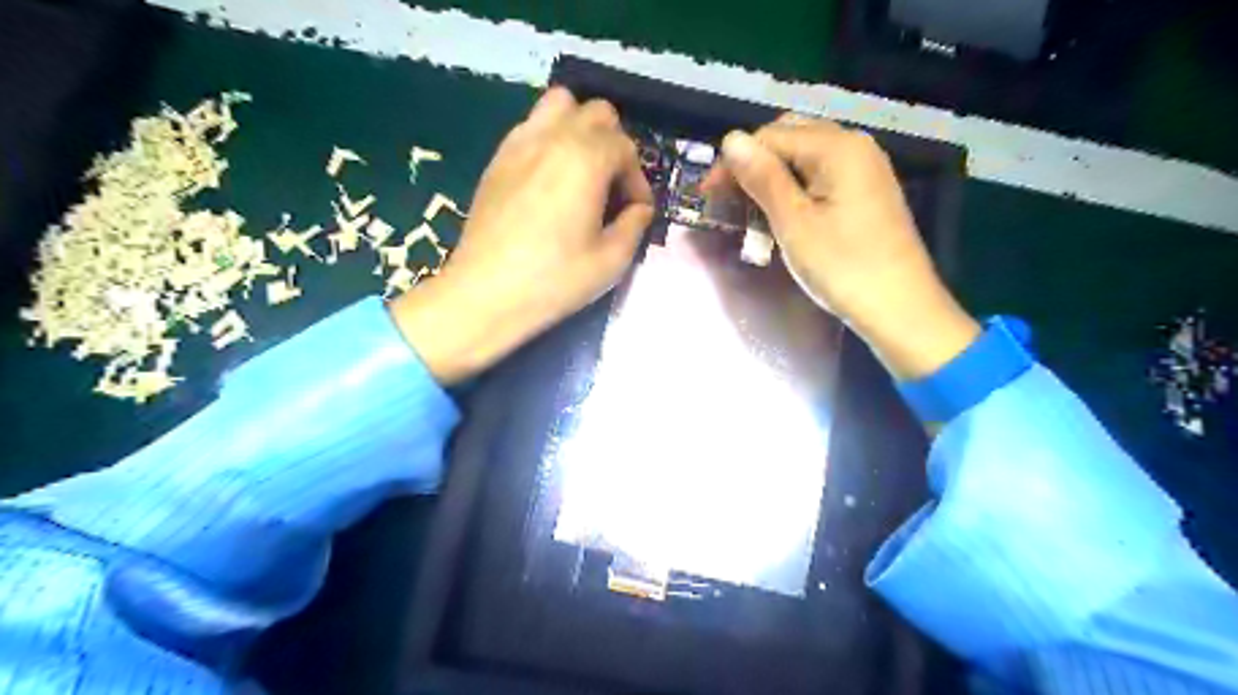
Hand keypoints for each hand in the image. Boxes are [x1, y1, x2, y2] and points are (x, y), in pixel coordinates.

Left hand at [391, 88, 650, 383]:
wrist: (486, 293)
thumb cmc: (554, 279)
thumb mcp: (611, 261)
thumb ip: (635, 225)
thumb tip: (639, 209)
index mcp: (586, 159)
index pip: (626, 148)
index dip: (638, 181)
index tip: (636, 212)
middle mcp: (554, 137)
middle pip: (597, 113)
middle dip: (614, 144)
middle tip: (613, 186)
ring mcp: (520, 143)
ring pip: (559, 105)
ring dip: (580, 129)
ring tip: (582, 170)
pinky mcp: (498, 158)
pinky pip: (531, 126)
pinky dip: (550, 138)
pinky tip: (550, 179)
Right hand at [707, 115, 976, 379]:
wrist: (900, 308)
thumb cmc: (843, 266)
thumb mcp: (793, 222)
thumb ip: (762, 177)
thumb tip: (731, 138)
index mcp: (837, 147)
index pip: (771, 136)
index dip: (734, 162)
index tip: (707, 195)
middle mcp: (855, 146)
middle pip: (790, 138)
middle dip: (754, 165)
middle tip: (727, 200)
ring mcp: (865, 169)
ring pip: (805, 158)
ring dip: (773, 179)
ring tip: (750, 212)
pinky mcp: (867, 192)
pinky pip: (822, 177)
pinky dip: (796, 190)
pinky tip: (783, 216)